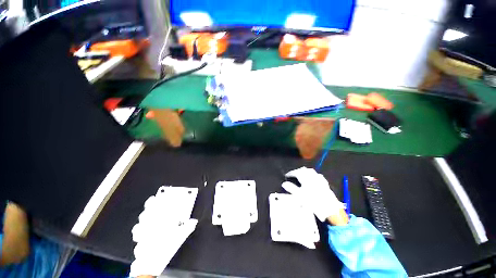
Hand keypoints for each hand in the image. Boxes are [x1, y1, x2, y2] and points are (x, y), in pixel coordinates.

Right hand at [283, 167, 346, 222]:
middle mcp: (312, 177)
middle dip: (297, 171)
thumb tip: (284, 183)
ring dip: (304, 171)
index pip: (296, 172)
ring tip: (301, 174)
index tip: (286, 175)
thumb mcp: (300, 196)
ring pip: (310, 171)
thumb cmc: (313, 202)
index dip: (291, 173)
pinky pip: (317, 174)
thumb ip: (291, 188)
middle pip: (303, 170)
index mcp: (305, 179)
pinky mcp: (324, 183)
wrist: (330, 208)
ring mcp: (319, 179)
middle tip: (293, 174)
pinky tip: (312, 177)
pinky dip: (312, 174)